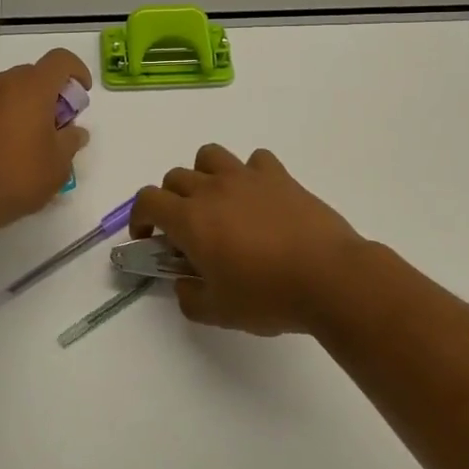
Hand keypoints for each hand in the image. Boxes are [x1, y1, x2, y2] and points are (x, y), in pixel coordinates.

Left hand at [0, 49, 91, 237]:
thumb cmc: (16, 175)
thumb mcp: (58, 165)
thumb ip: (71, 141)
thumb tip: (75, 132)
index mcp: (32, 87)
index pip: (61, 60)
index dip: (77, 70)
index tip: (82, 94)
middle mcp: (3, 82)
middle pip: (35, 74)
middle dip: (52, 93)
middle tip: (58, 125)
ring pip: (11, 89)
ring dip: (27, 105)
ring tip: (32, 140)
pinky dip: (5, 115)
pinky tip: (6, 148)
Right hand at [132, 144, 367, 335]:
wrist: (329, 277)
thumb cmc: (268, 296)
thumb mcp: (219, 312)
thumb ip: (189, 298)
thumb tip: (183, 284)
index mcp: (190, 219)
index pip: (147, 200)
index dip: (139, 217)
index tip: (148, 238)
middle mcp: (212, 189)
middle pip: (175, 177)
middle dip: (170, 200)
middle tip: (186, 230)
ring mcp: (247, 177)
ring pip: (209, 156)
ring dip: (203, 175)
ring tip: (217, 202)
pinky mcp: (279, 176)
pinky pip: (254, 160)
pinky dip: (249, 173)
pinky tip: (258, 197)